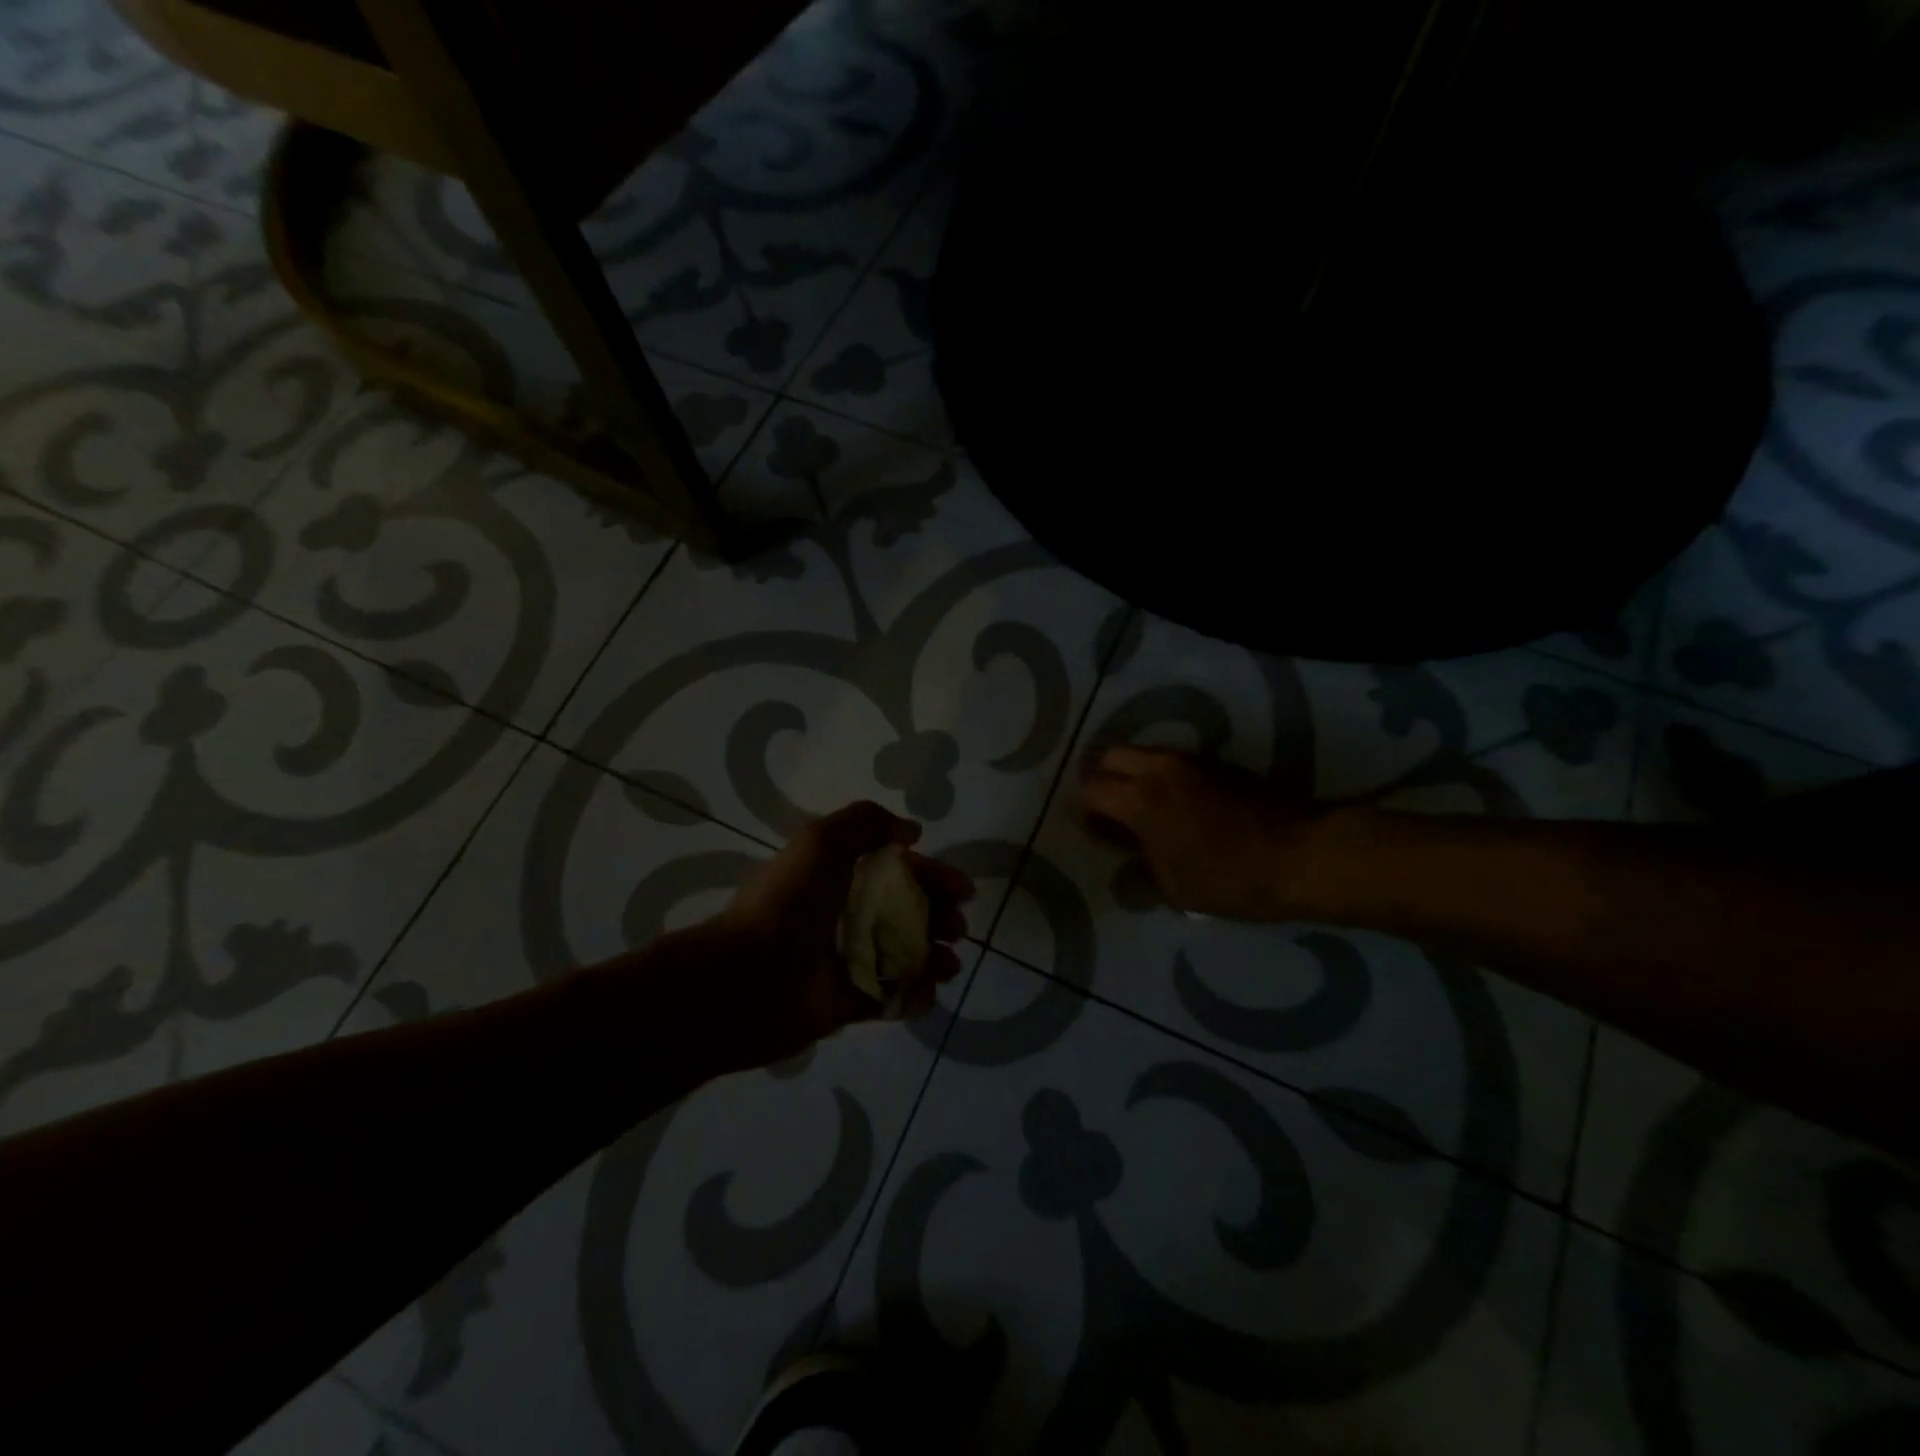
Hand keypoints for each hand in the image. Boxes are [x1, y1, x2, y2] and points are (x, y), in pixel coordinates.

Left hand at [702, 801, 973, 1070]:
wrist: (750, 976)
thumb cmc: (790, 902)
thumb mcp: (822, 841)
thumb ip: (868, 822)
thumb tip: (911, 832)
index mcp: (843, 878)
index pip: (902, 873)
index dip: (936, 876)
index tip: (963, 891)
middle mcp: (850, 917)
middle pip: (912, 914)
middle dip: (943, 918)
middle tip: (955, 929)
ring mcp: (851, 962)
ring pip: (908, 957)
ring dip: (936, 959)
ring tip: (947, 964)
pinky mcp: (850, 1004)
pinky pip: (892, 998)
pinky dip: (915, 996)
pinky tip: (924, 992)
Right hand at [1080, 746, 1317, 920]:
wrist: (1302, 854)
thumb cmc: (1231, 879)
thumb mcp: (1175, 888)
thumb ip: (1141, 866)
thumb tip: (1127, 857)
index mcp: (1141, 800)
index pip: (1090, 790)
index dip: (1083, 810)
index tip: (1093, 831)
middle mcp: (1159, 769)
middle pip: (1110, 756)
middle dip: (1101, 779)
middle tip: (1109, 810)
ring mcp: (1190, 760)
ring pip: (1143, 752)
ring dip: (1132, 773)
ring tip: (1142, 807)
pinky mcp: (1216, 762)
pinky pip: (1171, 758)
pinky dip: (1160, 774)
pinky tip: (1175, 804)